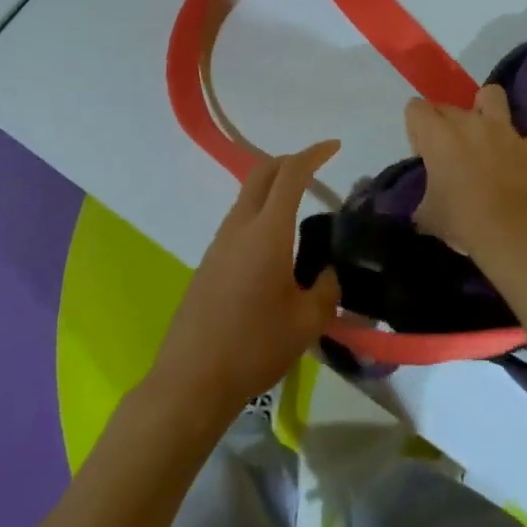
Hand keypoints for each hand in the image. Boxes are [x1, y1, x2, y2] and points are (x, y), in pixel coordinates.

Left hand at [148, 142, 342, 423]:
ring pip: (247, 196)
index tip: (334, 147)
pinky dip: (261, 212)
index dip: (313, 155)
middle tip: (316, 167)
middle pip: (261, 173)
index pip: (291, 175)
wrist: (192, 379)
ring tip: (300, 206)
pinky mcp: (209, 262)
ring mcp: (219, 243)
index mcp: (267, 231)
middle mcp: (240, 226)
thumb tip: (328, 273)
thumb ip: (326, 289)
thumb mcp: (307, 322)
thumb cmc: (255, 346)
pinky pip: (239, 220)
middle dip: (289, 161)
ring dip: (273, 187)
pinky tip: (275, 246)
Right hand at [405, 85, 526, 264]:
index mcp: (438, 134)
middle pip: (448, 106)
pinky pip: (525, 138)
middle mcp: (469, 122)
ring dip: (486, 110)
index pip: (415, 108)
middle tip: (450, 157)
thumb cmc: (463, 221)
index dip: (416, 130)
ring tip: (486, 136)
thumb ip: (423, 201)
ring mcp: (503, 130)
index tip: (424, 156)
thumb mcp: (428, 216)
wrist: (514, 234)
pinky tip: (517, 165)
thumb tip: (425, 208)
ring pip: (492, 96)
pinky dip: (521, 149)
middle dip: (445, 126)